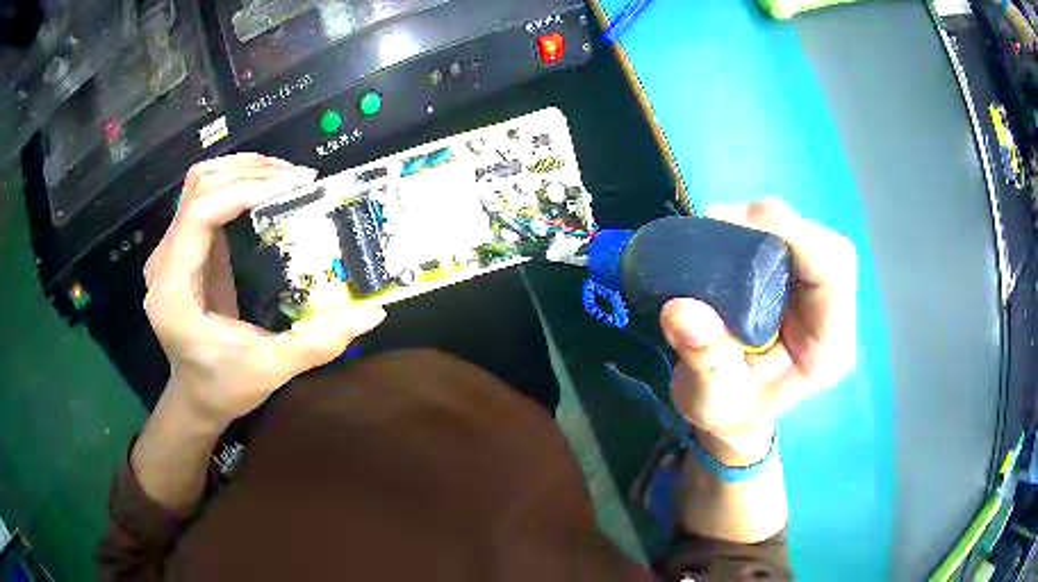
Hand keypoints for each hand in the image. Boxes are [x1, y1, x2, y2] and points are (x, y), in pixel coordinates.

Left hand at [143, 153, 385, 427]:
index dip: (245, 190)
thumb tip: (372, 314)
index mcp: (174, 291)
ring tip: (285, 176)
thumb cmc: (225, 388)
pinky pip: (203, 199)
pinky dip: (234, 185)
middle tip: (299, 178)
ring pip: (198, 185)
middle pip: (198, 188)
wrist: (195, 398)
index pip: (200, 214)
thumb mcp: (271, 369)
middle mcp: (163, 264)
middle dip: (249, 172)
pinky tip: (265, 190)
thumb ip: (318, 344)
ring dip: (241, 171)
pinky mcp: (181, 250)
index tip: (295, 186)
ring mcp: (168, 254)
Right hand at [660, 200, 856, 463]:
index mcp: (828, 348)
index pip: (832, 272)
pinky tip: (727, 239)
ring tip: (716, 231)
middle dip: (775, 225)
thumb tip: (680, 309)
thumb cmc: (729, 413)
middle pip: (824, 246)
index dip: (794, 236)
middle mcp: (832, 315)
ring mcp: (818, 296)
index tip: (734, 226)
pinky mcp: (799, 282)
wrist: (736, 413)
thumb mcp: (710, 401)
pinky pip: (788, 240)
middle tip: (718, 223)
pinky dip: (756, 231)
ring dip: (763, 225)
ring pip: (807, 236)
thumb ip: (704, 358)